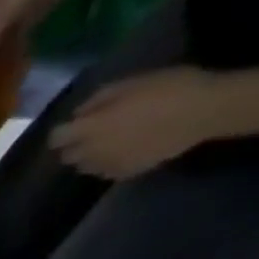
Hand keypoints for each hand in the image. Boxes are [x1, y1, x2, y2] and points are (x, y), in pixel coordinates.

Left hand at [50, 67, 229, 178]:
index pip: (56, 138)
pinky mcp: (121, 174)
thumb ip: (98, 100)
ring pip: (82, 166)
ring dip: (89, 155)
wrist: (203, 112)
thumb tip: (78, 114)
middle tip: (92, 132)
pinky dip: (105, 163)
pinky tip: (123, 150)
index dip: (61, 131)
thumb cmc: (169, 89)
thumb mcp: (132, 83)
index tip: (71, 125)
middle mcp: (91, 152)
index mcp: (91, 128)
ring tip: (109, 141)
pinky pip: (102, 172)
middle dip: (73, 145)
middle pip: (66, 156)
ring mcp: (105, 166)